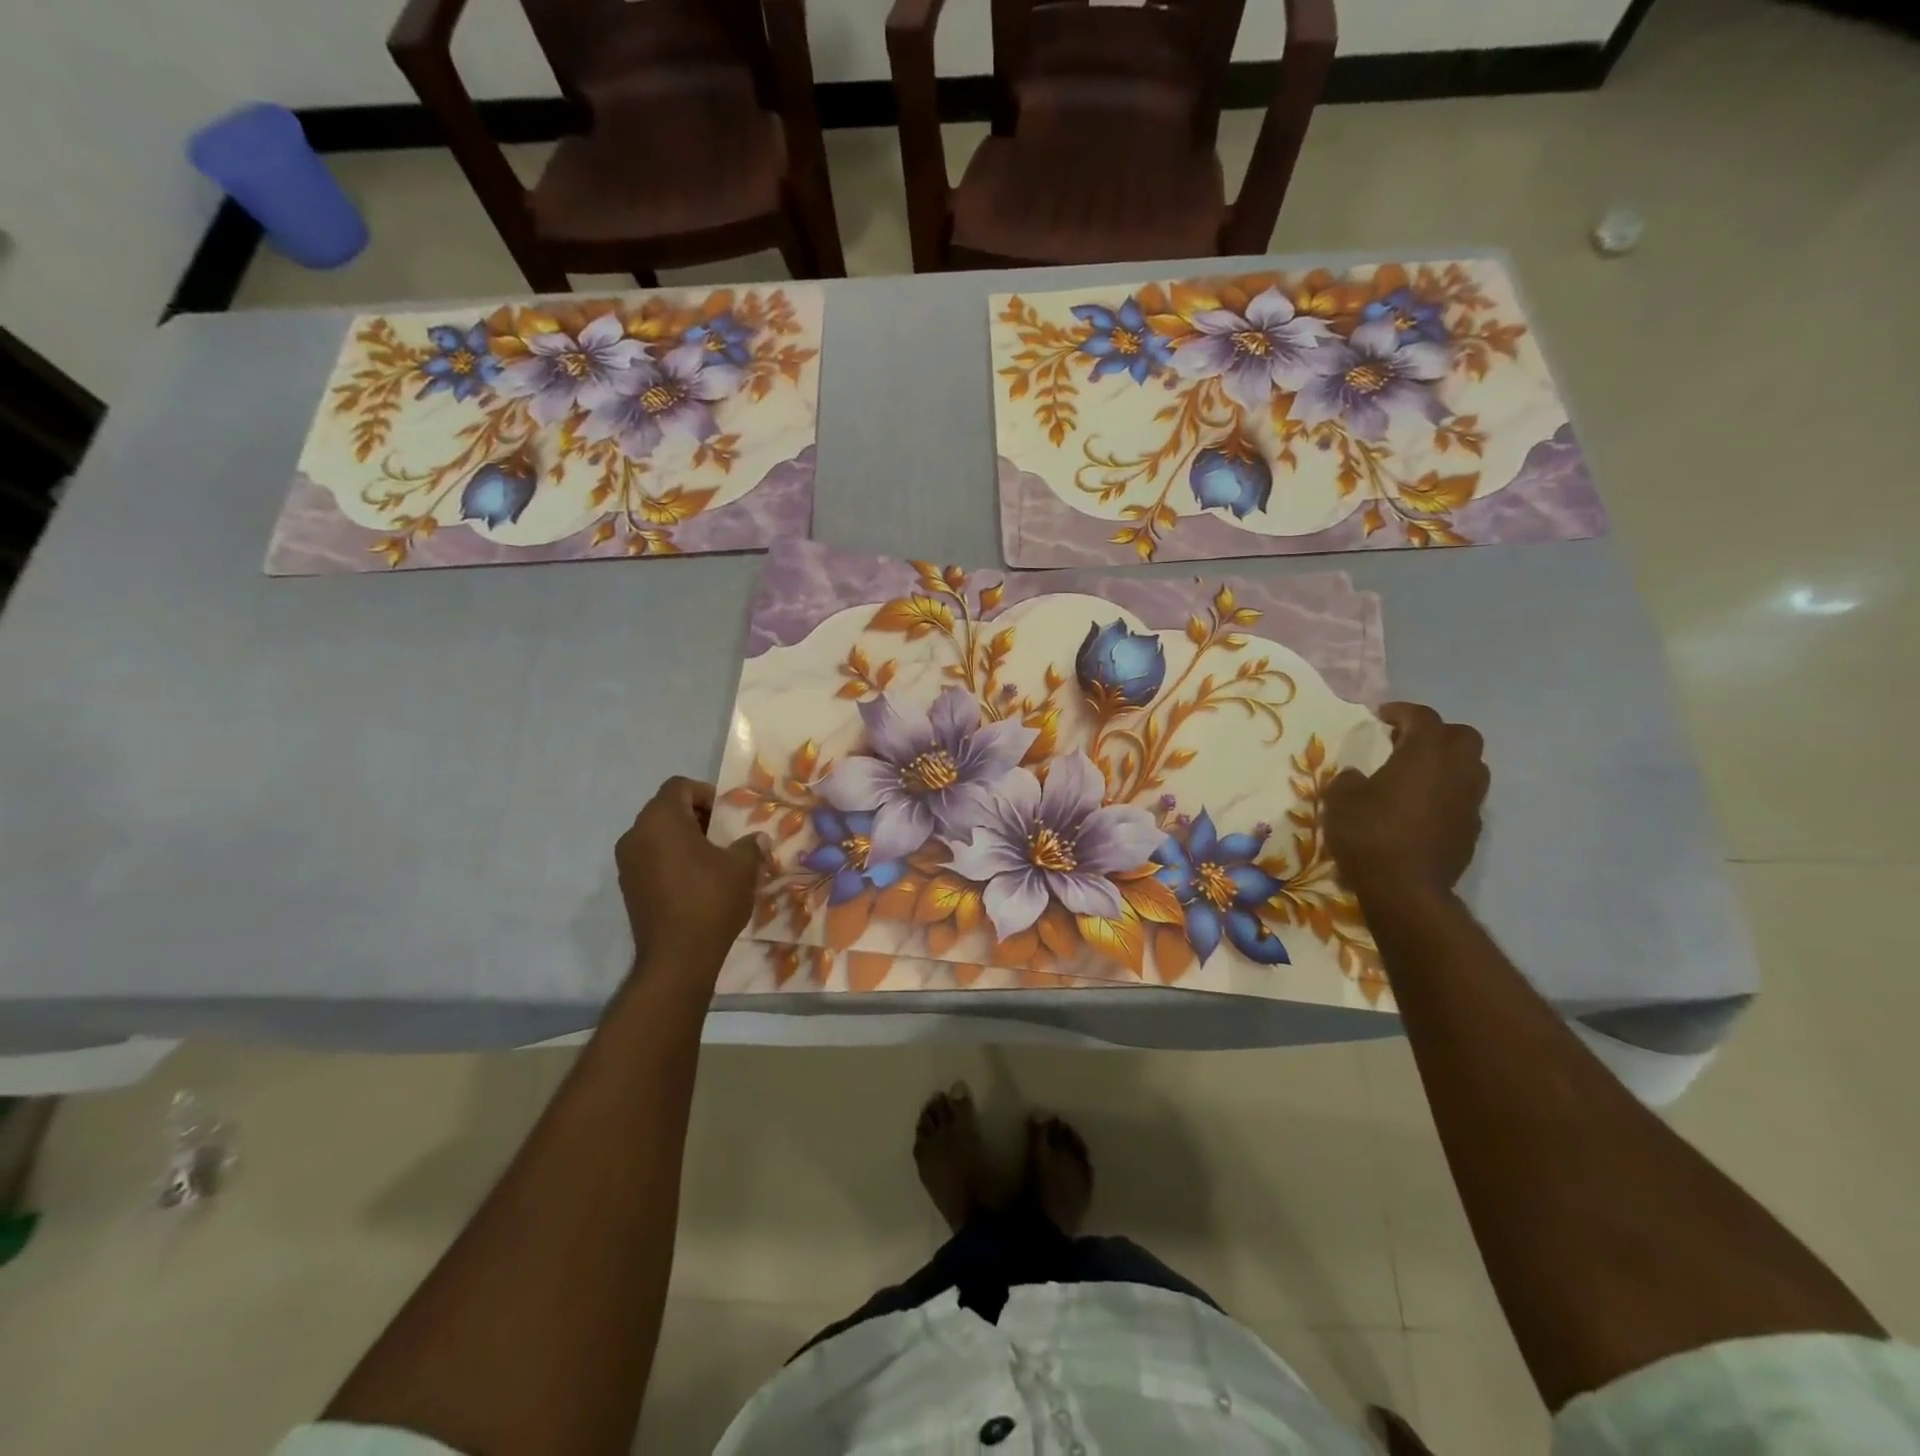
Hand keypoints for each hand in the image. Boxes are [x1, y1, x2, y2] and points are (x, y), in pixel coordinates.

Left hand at [616, 778, 768, 972]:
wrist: (677, 958)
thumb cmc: (710, 900)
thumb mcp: (742, 867)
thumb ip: (750, 845)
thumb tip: (757, 839)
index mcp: (661, 819)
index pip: (679, 786)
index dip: (706, 793)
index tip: (727, 816)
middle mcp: (636, 834)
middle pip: (666, 809)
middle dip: (697, 816)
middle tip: (724, 836)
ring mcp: (627, 863)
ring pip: (657, 835)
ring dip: (684, 839)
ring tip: (713, 860)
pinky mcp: (627, 887)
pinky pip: (651, 859)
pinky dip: (671, 860)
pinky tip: (696, 882)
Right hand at [1325, 702, 1488, 897]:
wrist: (1405, 889)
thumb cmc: (1369, 834)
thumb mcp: (1339, 799)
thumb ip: (1349, 779)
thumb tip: (1358, 777)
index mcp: (1424, 753)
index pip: (1422, 717)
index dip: (1401, 711)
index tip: (1381, 716)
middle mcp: (1456, 770)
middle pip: (1462, 736)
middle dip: (1436, 734)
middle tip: (1406, 743)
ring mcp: (1470, 801)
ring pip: (1471, 767)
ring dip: (1447, 764)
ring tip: (1417, 775)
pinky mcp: (1473, 829)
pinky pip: (1465, 798)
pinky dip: (1448, 794)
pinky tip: (1422, 809)